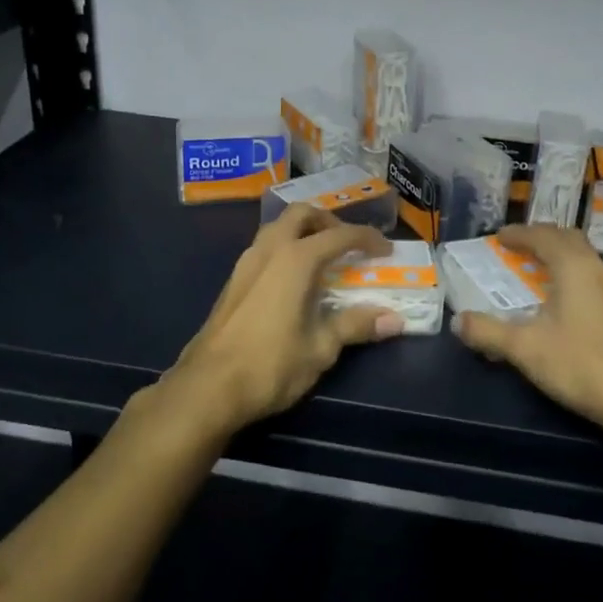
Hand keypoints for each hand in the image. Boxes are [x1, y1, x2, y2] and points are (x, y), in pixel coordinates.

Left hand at [165, 204, 403, 432]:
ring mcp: (246, 263)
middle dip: (328, 222)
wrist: (207, 387)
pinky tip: (293, 280)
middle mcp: (270, 250)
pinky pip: (264, 247)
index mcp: (296, 259)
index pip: (340, 235)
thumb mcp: (321, 348)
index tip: (386, 250)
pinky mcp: (233, 280)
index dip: (367, 239)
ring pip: (277, 227)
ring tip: (322, 259)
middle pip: (301, 214)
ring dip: (303, 232)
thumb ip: (355, 326)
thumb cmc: (270, 365)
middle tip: (348, 245)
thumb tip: (395, 319)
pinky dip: (285, 249)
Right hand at [452, 225, 602, 439]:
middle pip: (568, 240)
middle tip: (517, 247)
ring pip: (583, 260)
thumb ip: (488, 333)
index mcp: (574, 267)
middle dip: (541, 238)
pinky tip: (561, 304)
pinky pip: (591, 279)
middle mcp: (598, 271)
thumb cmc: (584, 365)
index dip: (519, 233)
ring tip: (534, 271)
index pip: (544, 236)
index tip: (498, 236)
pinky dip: (570, 277)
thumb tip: (457, 321)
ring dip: (558, 257)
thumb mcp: (526, 349)